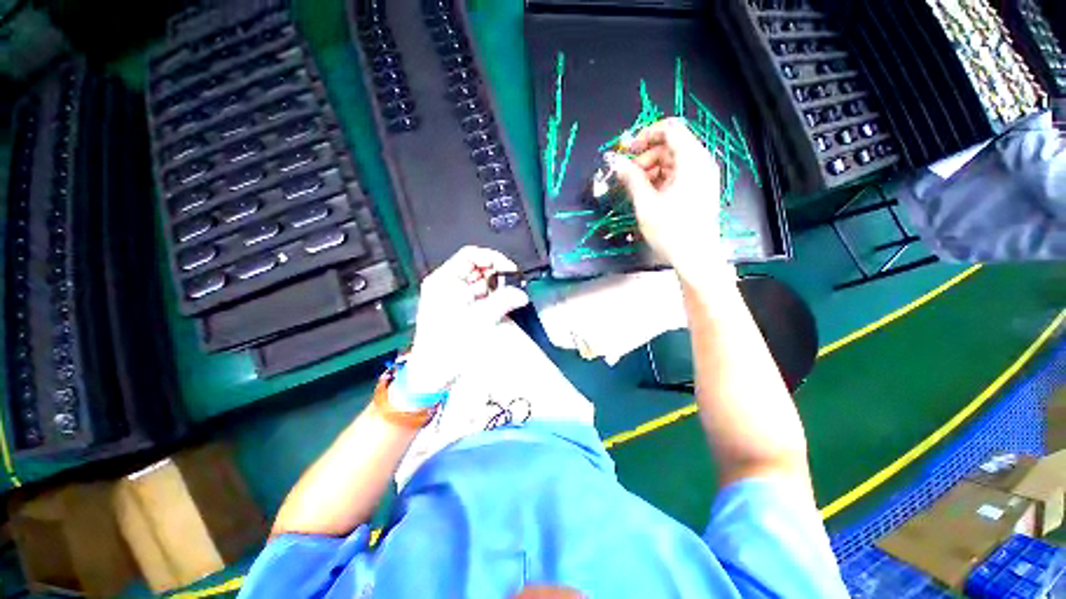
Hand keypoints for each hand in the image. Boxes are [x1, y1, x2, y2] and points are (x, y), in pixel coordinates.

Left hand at [404, 246, 528, 393]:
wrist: (433, 374)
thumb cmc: (449, 345)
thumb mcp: (480, 319)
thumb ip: (504, 302)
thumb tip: (522, 293)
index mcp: (445, 280)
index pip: (471, 255)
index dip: (493, 258)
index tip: (510, 270)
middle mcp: (447, 285)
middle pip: (477, 268)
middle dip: (498, 275)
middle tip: (514, 285)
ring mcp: (453, 297)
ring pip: (480, 283)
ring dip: (497, 288)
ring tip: (512, 297)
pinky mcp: (459, 309)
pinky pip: (479, 297)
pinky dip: (492, 299)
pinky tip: (504, 305)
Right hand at [611, 118, 723, 277]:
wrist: (696, 257)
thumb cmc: (672, 231)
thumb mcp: (646, 204)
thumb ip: (631, 178)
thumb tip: (616, 162)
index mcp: (692, 160)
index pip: (669, 129)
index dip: (645, 135)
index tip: (626, 150)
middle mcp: (700, 163)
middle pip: (670, 145)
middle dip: (645, 156)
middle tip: (627, 175)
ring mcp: (701, 177)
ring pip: (672, 161)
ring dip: (650, 169)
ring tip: (635, 188)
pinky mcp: (698, 189)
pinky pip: (677, 174)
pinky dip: (660, 179)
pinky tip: (647, 194)